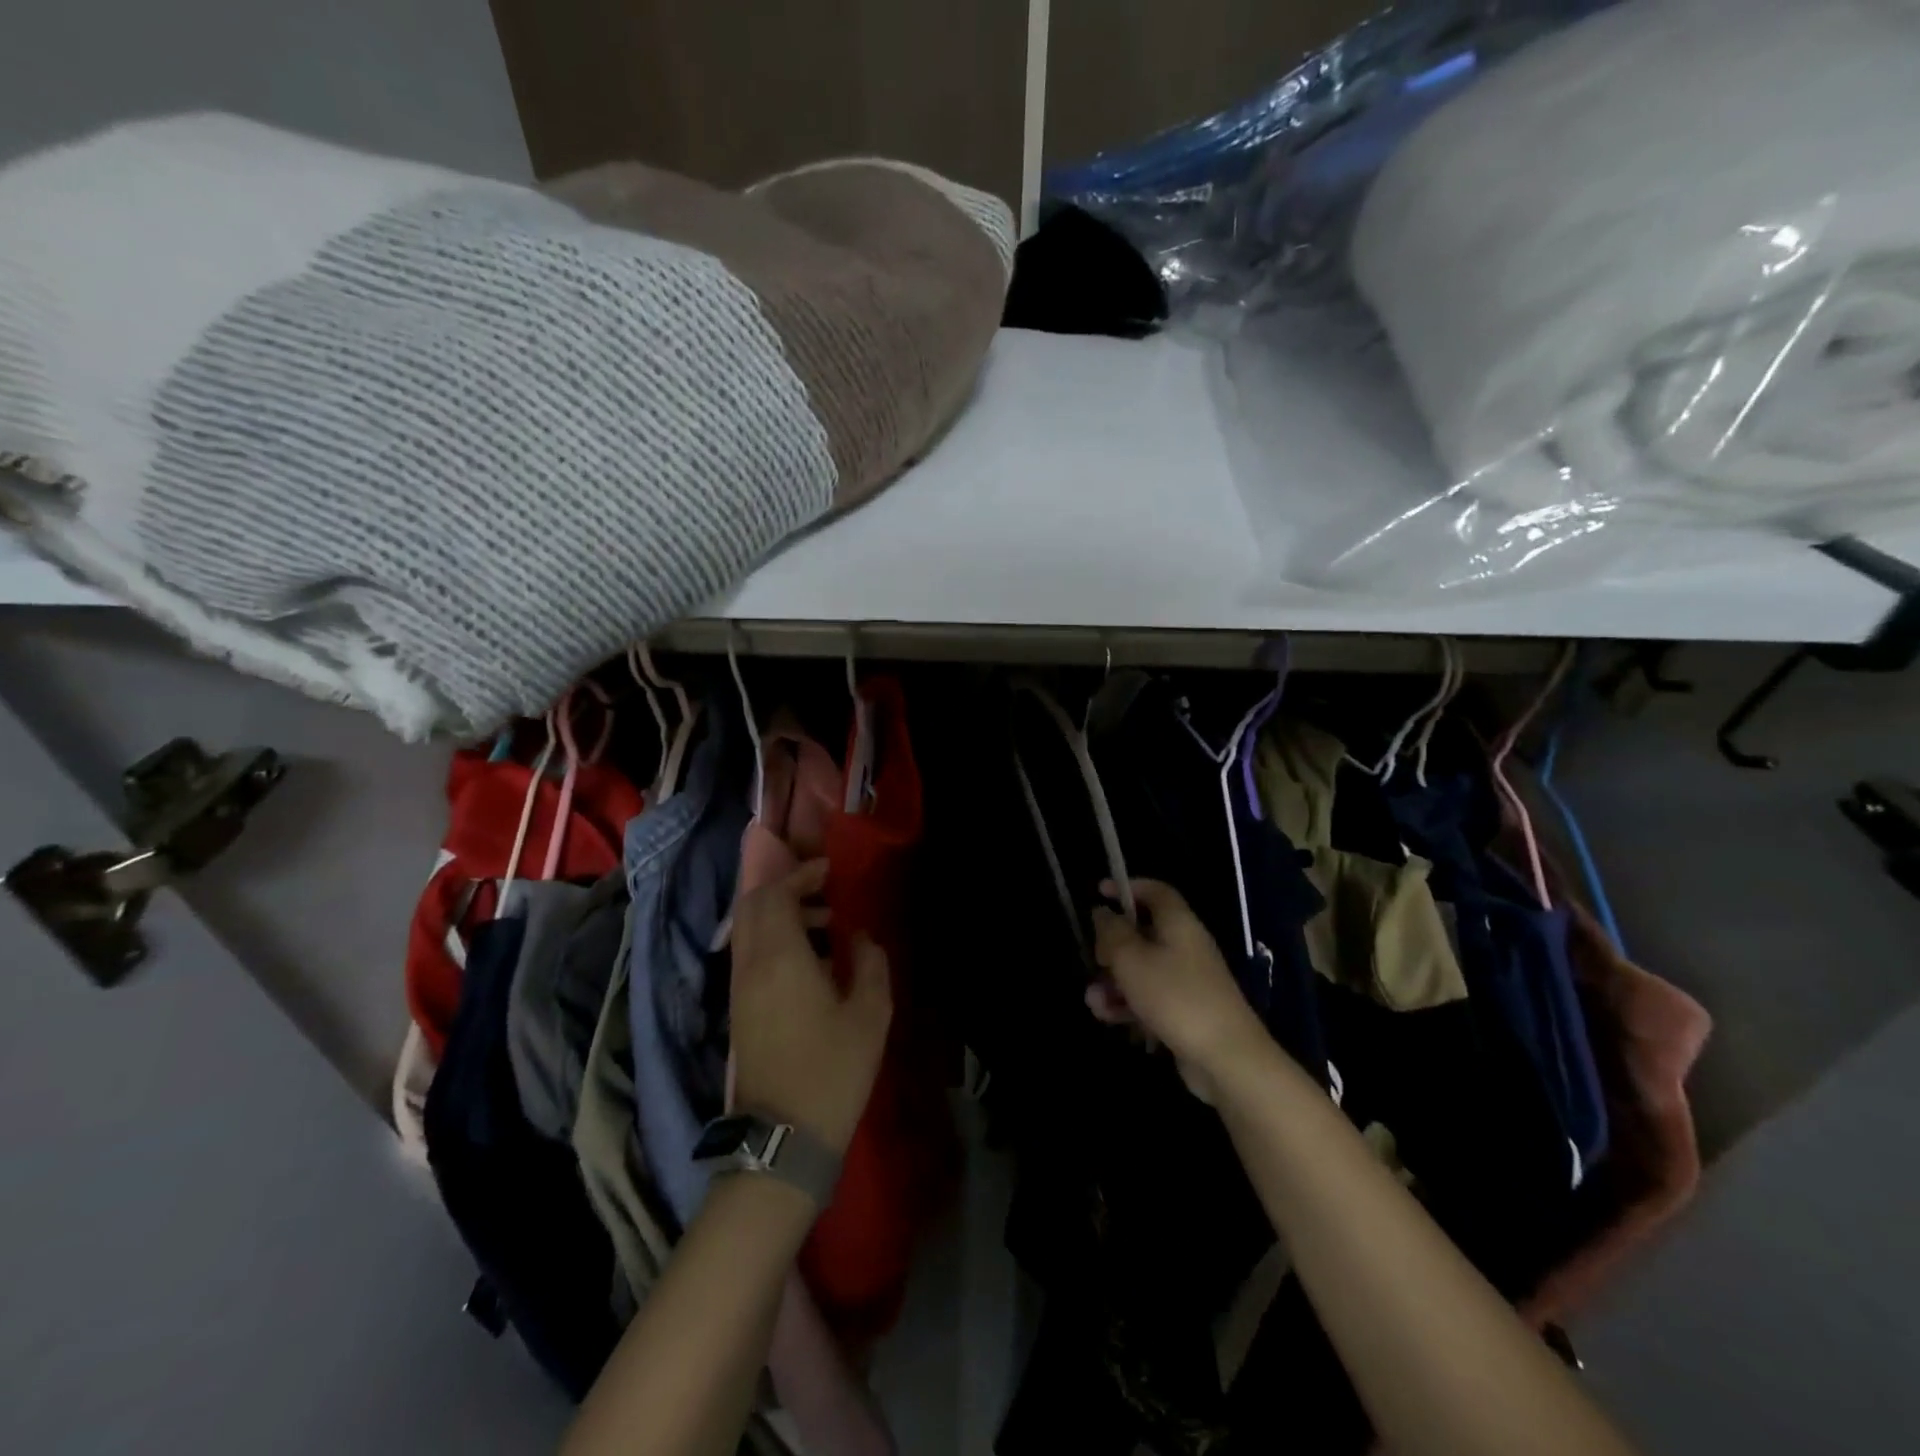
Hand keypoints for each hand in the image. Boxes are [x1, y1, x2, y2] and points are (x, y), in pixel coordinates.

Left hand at [730, 859, 891, 1153]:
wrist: (783, 1137)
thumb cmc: (832, 1070)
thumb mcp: (869, 1014)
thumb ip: (870, 963)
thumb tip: (862, 937)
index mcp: (779, 958)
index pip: (774, 894)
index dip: (801, 875)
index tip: (831, 873)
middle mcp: (750, 965)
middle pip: (752, 905)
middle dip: (786, 889)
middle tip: (825, 894)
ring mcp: (739, 988)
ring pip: (747, 929)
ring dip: (780, 915)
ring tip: (826, 928)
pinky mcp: (739, 1008)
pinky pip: (749, 954)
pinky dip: (773, 939)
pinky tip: (810, 961)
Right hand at [1089, 878, 1265, 1101]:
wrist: (1226, 1058)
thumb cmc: (1175, 996)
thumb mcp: (1131, 959)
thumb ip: (1111, 932)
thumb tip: (1102, 913)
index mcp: (1178, 923)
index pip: (1155, 891)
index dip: (1128, 887)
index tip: (1100, 892)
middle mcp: (1184, 946)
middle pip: (1142, 933)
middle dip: (1111, 947)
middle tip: (1094, 959)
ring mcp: (1186, 980)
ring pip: (1141, 969)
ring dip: (1113, 981)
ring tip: (1094, 1002)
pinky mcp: (1184, 1010)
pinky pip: (1149, 997)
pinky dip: (1128, 1004)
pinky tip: (1108, 1018)